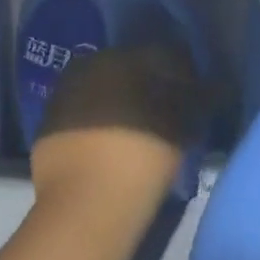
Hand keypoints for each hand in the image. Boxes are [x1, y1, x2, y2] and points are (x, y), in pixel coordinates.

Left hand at [30, 44, 200, 247]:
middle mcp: (90, 64)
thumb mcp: (182, 126)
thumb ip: (196, 99)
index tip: (194, 95)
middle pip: (129, 68)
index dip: (182, 74)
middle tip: (167, 113)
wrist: (85, 205)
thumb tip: (211, 86)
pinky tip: (110, 144)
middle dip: (148, 85)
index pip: (162, 54)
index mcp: (124, 56)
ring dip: (120, 103)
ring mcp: (64, 93)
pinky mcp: (48, 123)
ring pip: (102, 89)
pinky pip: (82, 113)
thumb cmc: (142, 156)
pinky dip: (97, 122)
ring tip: (138, 132)